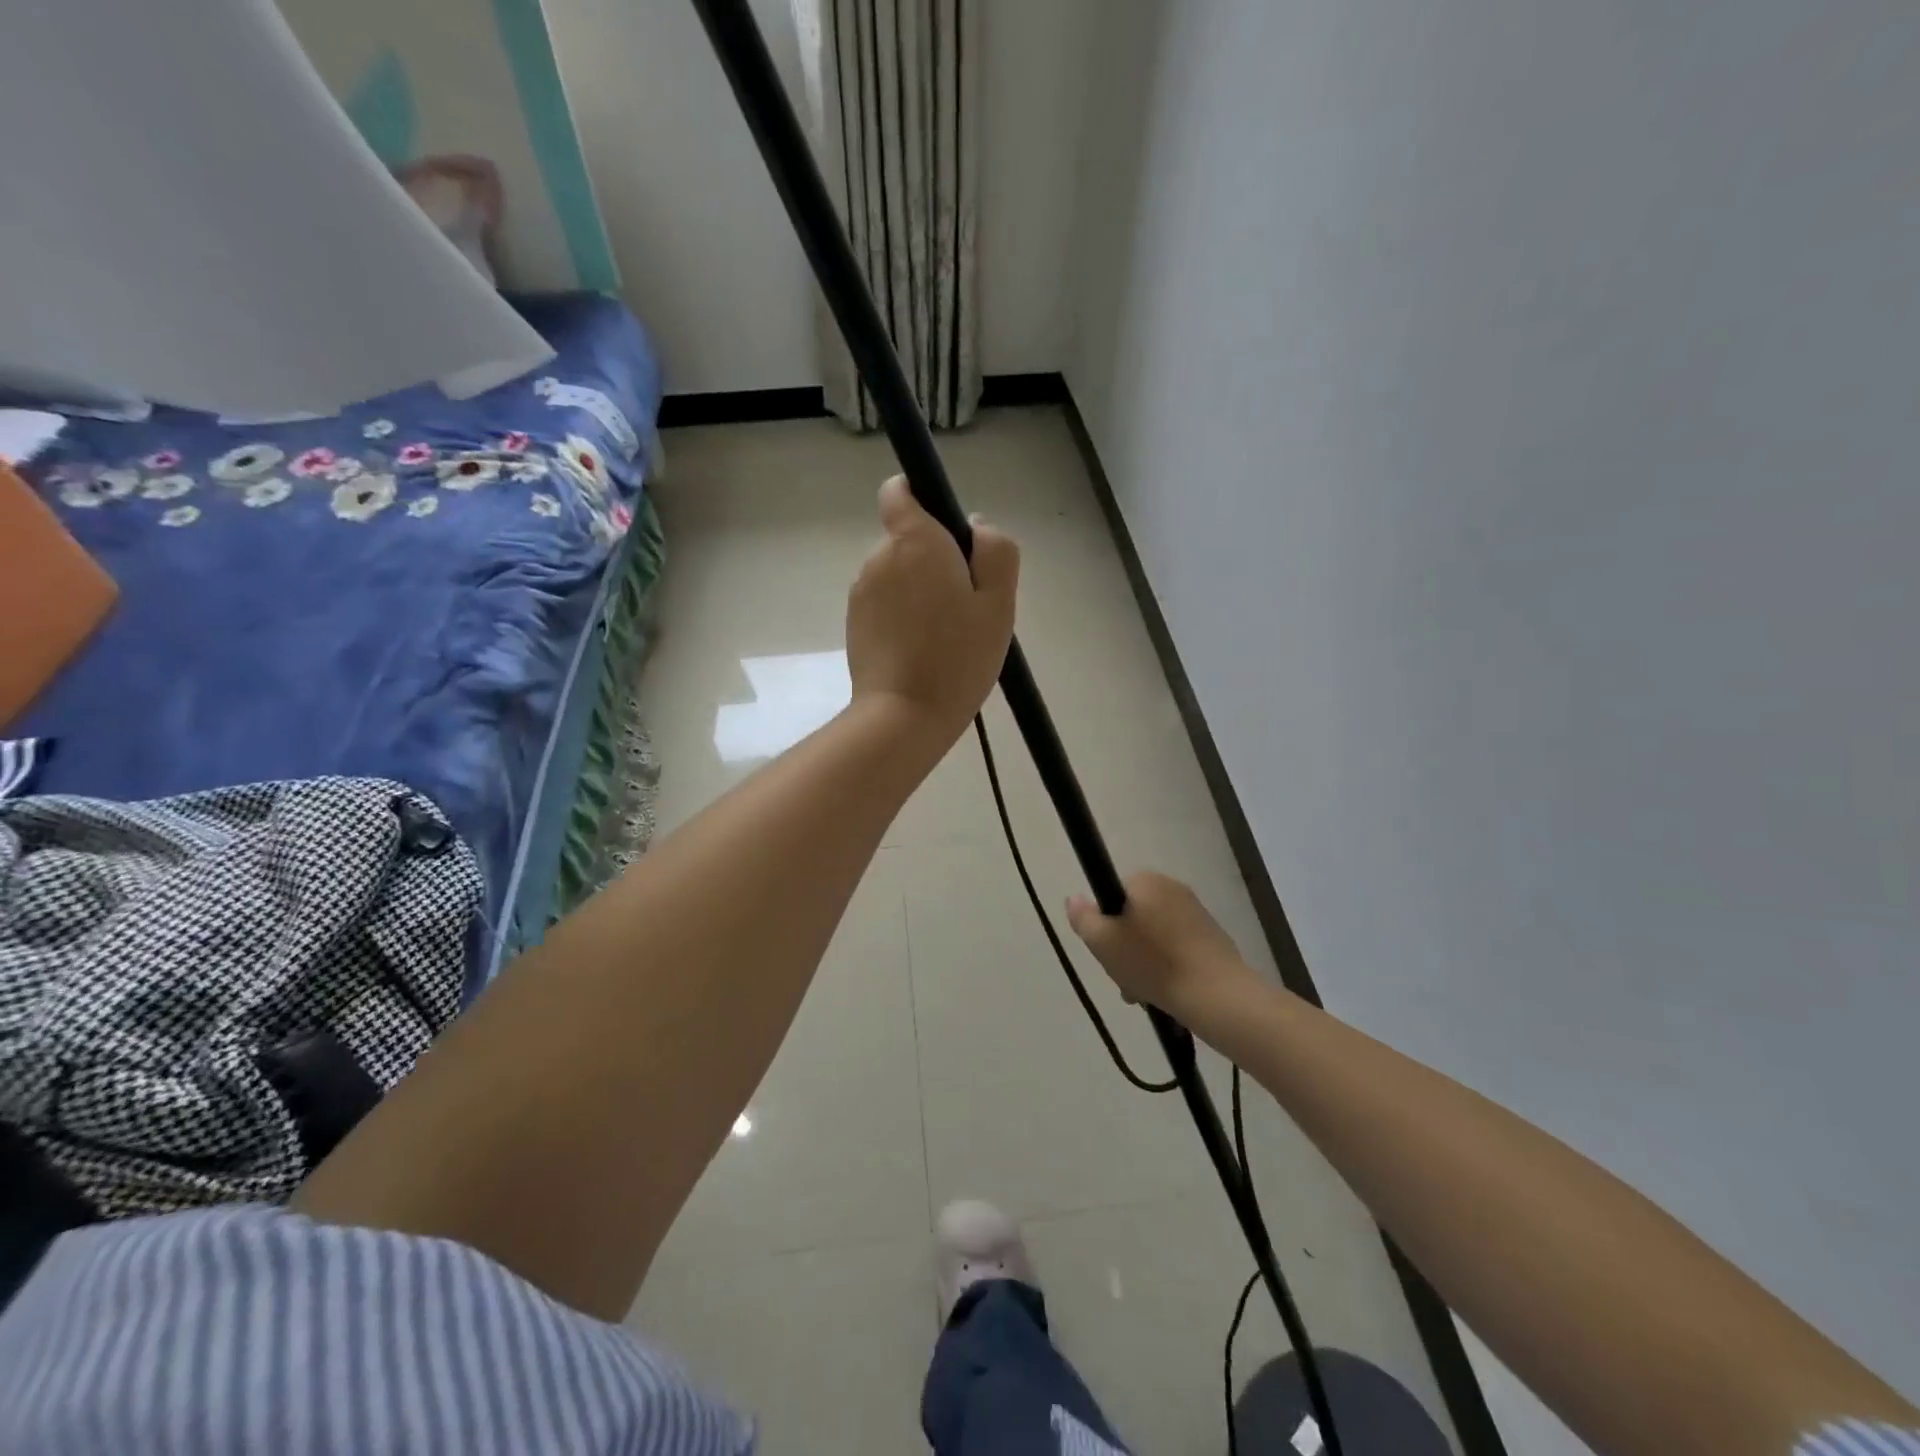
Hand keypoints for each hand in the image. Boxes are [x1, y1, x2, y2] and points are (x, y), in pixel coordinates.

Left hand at [846, 476, 1018, 745]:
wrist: (903, 715)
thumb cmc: (958, 657)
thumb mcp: (999, 602)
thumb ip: (995, 550)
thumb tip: (975, 525)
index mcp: (913, 541)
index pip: (900, 491)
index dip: (921, 498)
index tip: (948, 531)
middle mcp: (878, 557)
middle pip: (907, 539)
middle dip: (934, 558)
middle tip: (964, 605)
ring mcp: (861, 592)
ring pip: (897, 574)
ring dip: (919, 590)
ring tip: (945, 634)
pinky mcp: (854, 622)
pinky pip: (885, 603)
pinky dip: (903, 614)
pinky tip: (922, 649)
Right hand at [1067, 872, 1254, 1015]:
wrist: (1216, 994)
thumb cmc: (1153, 963)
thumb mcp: (1103, 942)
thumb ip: (1083, 917)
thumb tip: (1074, 898)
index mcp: (1146, 880)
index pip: (1112, 895)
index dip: (1104, 924)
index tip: (1106, 952)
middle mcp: (1172, 887)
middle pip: (1134, 916)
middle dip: (1124, 947)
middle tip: (1123, 978)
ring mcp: (1196, 911)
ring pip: (1154, 935)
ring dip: (1144, 960)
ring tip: (1145, 994)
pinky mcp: (1213, 936)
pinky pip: (1177, 946)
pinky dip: (1168, 965)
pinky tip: (1167, 992)